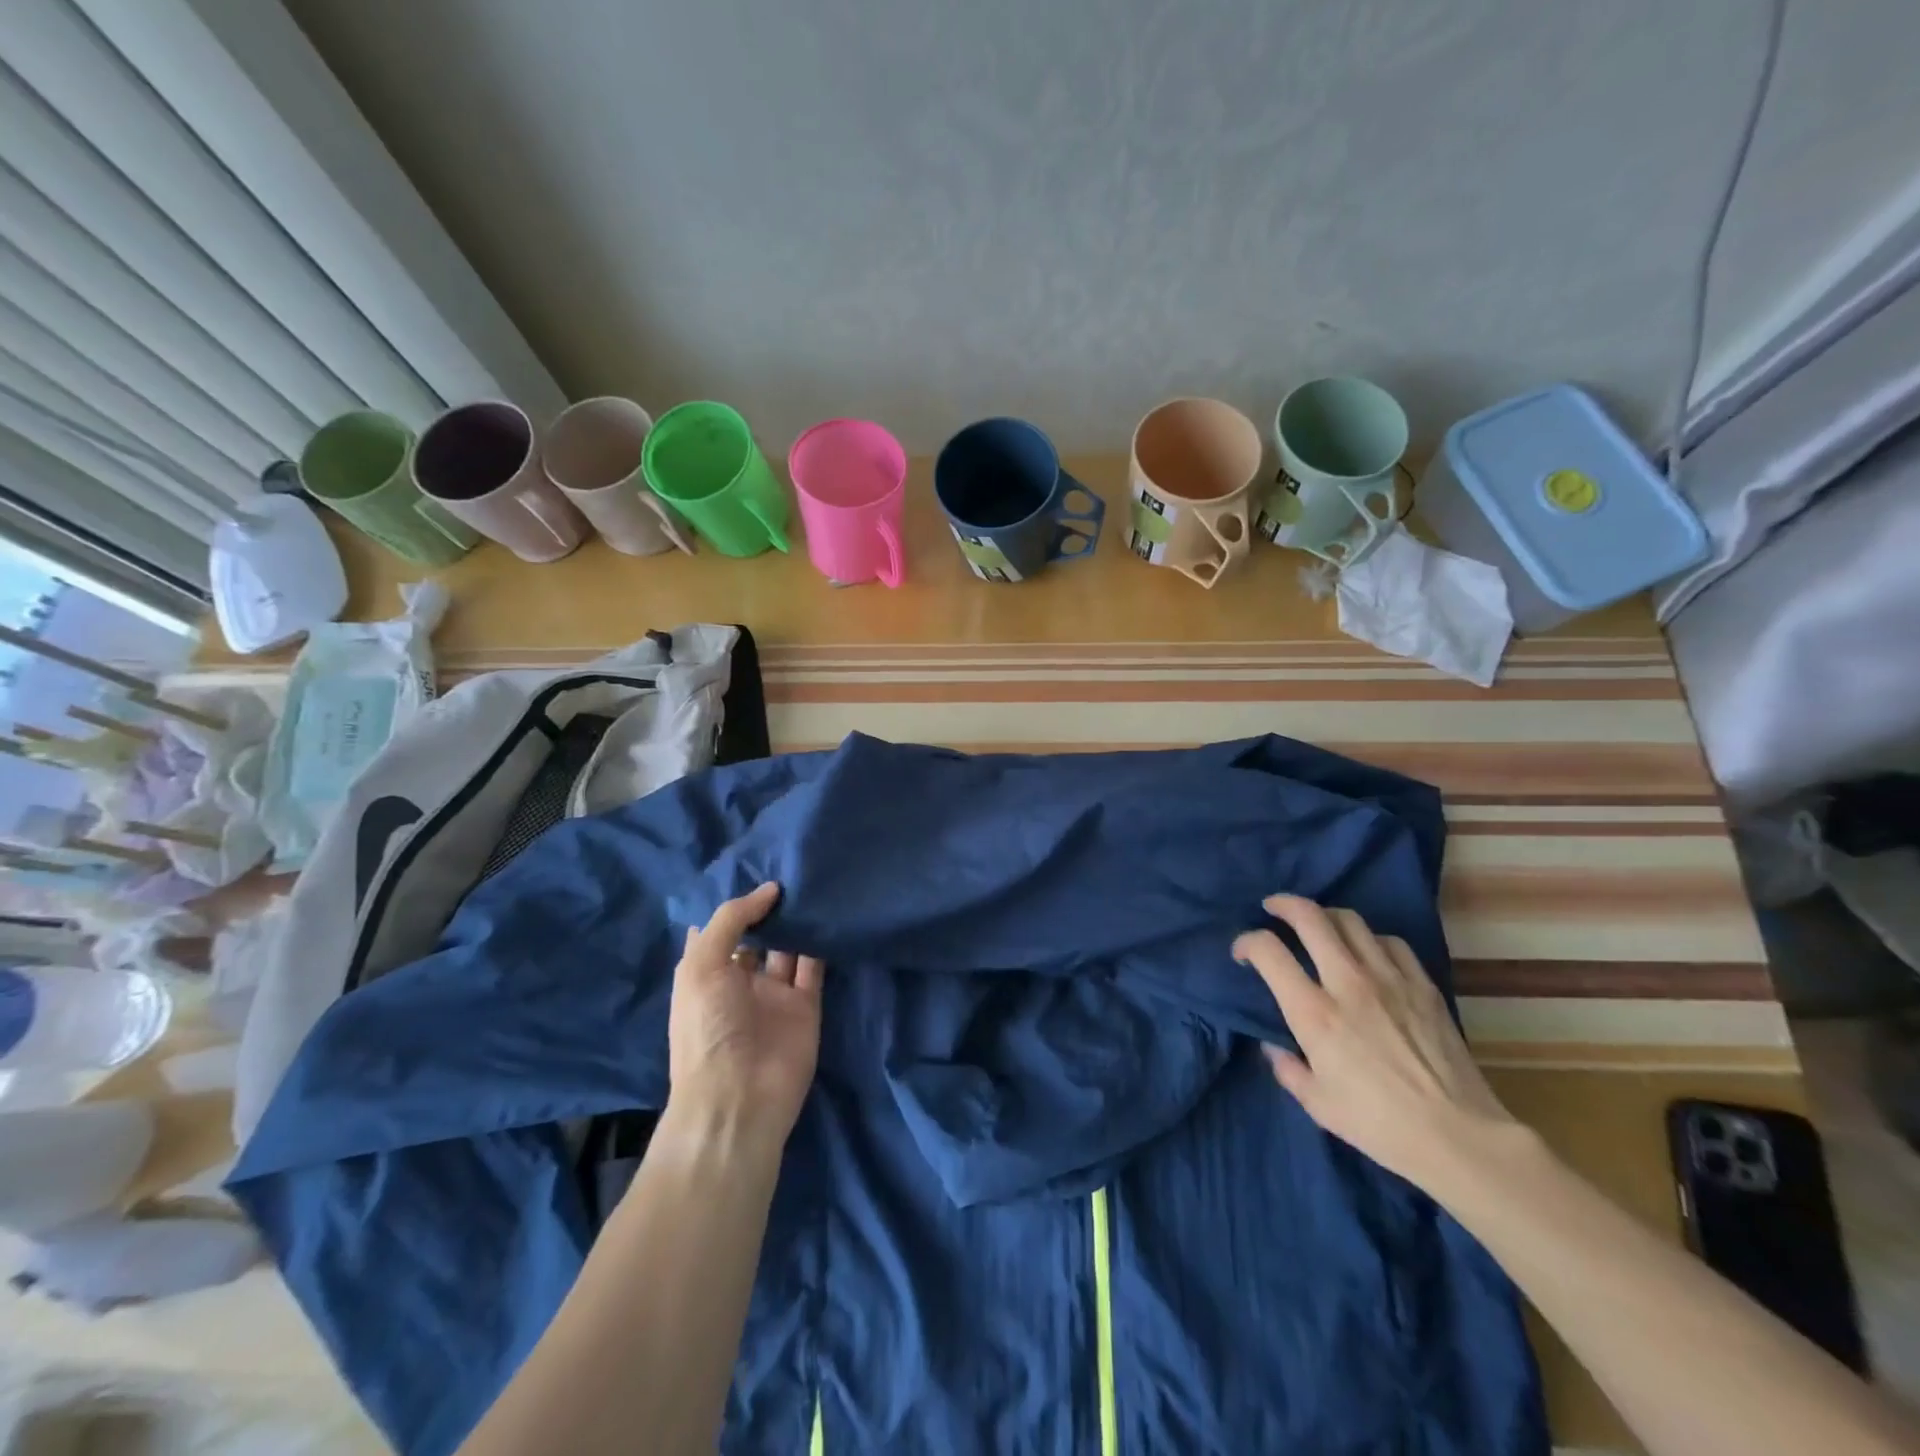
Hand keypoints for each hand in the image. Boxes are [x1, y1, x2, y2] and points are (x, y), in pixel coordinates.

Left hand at [667, 883, 824, 1151]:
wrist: (739, 1097)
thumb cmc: (707, 1027)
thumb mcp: (702, 964)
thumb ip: (731, 919)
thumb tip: (769, 890)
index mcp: (706, 973)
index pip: (721, 929)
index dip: (736, 902)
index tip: (758, 868)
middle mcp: (740, 981)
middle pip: (758, 935)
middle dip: (771, 908)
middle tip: (793, 869)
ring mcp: (774, 994)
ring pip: (789, 948)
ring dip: (798, 921)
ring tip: (814, 883)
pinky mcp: (806, 1006)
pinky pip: (814, 967)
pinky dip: (822, 943)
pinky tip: (830, 913)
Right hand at [1234, 895, 1515, 1193]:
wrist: (1458, 1137)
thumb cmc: (1378, 1125)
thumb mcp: (1316, 1103)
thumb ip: (1286, 1067)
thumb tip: (1274, 1045)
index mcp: (1313, 1012)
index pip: (1268, 951)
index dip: (1246, 942)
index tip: (1242, 953)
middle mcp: (1347, 982)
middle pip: (1310, 917)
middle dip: (1284, 905)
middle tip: (1273, 908)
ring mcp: (1389, 979)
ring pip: (1350, 920)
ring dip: (1325, 916)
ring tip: (1318, 925)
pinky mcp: (1422, 985)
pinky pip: (1390, 942)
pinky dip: (1370, 939)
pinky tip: (1367, 952)